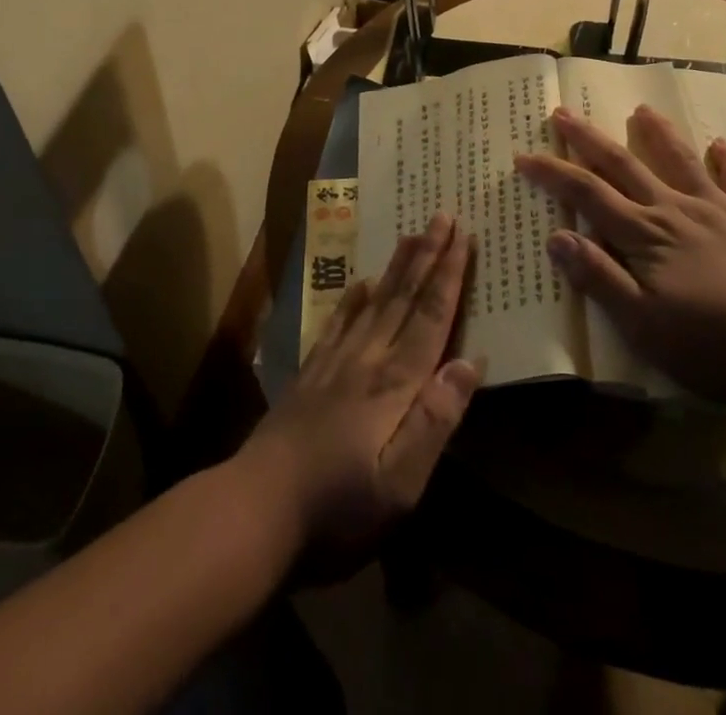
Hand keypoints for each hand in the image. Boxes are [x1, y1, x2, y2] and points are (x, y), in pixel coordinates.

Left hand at [237, 212, 480, 562]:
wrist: (255, 510)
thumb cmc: (337, 509)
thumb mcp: (400, 485)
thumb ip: (435, 420)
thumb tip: (469, 362)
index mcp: (393, 384)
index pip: (430, 318)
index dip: (449, 277)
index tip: (464, 237)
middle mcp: (367, 360)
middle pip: (403, 299)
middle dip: (427, 256)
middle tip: (442, 215)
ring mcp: (335, 364)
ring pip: (374, 302)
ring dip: (397, 267)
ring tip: (412, 234)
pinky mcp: (311, 375)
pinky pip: (338, 323)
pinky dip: (353, 299)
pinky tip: (360, 283)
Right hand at [516, 105, 725, 401]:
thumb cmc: (710, 343)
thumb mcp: (641, 323)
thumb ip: (598, 277)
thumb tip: (555, 236)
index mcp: (643, 234)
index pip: (586, 194)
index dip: (552, 173)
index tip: (524, 155)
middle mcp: (673, 210)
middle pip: (623, 166)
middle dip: (588, 139)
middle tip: (563, 112)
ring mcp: (715, 211)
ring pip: (679, 161)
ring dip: (657, 134)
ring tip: (641, 111)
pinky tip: (721, 144)